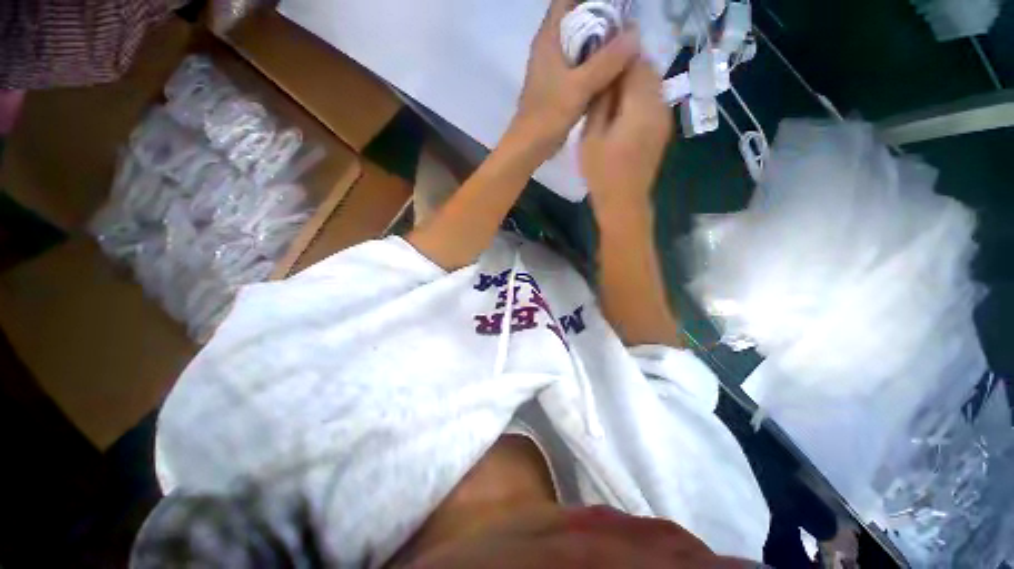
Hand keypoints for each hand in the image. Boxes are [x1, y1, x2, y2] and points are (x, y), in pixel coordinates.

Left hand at [511, 0, 639, 159]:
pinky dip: (595, 65)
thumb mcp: (579, 87)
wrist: (530, 146)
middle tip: (627, 27)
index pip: (567, 0)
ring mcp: (553, 67)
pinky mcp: (558, 86)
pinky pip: (580, 66)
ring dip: (600, 44)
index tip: (616, 4)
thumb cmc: (548, 115)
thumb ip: (606, 61)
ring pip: (580, 44)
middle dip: (602, 19)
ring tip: (625, 46)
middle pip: (577, 19)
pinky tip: (611, 72)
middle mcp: (550, 47)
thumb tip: (635, 35)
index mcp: (549, 38)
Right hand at [580, 58, 671, 224]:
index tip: (599, 67)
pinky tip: (621, 115)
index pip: (636, 62)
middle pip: (647, 71)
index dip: (618, 59)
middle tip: (602, 85)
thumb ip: (600, 102)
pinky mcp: (662, 130)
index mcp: (641, 105)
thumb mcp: (591, 137)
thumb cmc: (602, 173)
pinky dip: (639, 100)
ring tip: (609, 100)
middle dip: (626, 71)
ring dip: (632, 86)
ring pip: (652, 85)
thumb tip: (607, 76)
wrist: (624, 203)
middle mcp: (660, 105)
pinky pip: (653, 102)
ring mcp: (664, 118)